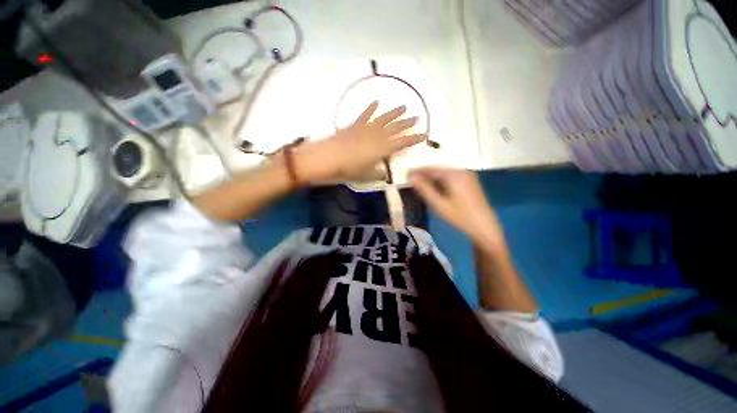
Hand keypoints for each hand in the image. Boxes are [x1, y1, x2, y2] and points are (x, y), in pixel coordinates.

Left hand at [296, 102, 425, 183]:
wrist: (328, 157)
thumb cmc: (348, 169)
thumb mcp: (365, 175)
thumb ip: (377, 173)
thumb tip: (384, 172)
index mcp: (383, 148)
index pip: (403, 142)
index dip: (414, 139)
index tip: (424, 135)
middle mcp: (377, 135)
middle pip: (396, 128)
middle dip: (407, 123)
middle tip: (417, 118)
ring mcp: (366, 128)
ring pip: (384, 118)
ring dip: (394, 113)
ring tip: (404, 107)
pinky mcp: (355, 125)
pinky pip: (365, 114)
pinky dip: (371, 108)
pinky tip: (376, 102)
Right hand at [410, 167, 505, 249]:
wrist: (485, 227)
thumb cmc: (460, 217)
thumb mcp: (439, 204)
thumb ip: (424, 189)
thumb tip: (412, 177)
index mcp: (453, 174)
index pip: (431, 169)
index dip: (417, 171)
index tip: (406, 174)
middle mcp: (461, 170)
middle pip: (438, 169)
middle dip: (425, 174)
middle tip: (412, 181)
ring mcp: (468, 175)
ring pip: (445, 173)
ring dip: (433, 177)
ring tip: (422, 185)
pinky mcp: (470, 181)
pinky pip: (451, 177)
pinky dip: (441, 180)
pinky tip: (436, 188)